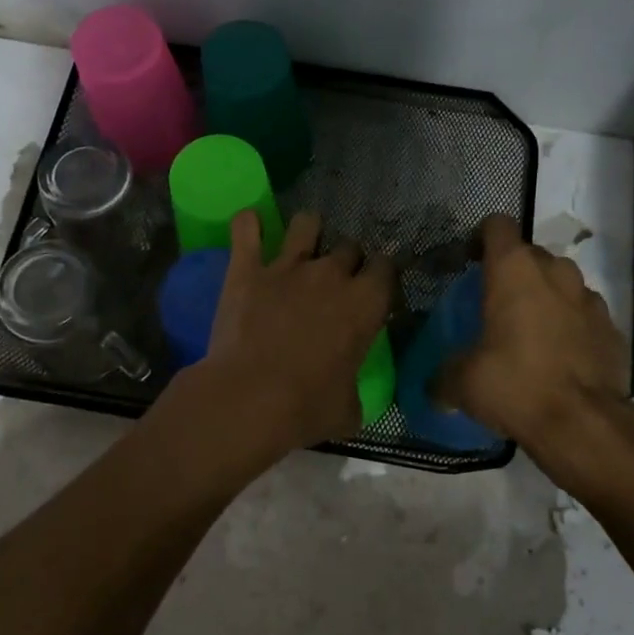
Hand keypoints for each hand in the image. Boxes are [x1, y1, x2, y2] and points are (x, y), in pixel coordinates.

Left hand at [190, 209, 393, 458]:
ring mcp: (287, 266)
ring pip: (307, 224)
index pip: (387, 268)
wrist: (249, 399)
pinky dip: (248, 224)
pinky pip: (246, 228)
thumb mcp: (348, 410)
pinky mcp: (247, 269)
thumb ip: (354, 393)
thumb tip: (350, 400)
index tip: (375, 288)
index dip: (381, 276)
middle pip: (350, 246)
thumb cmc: (307, 408)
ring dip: (308, 231)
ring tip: (301, 244)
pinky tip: (250, 225)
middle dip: (347, 259)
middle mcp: (332, 274)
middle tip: (335, 280)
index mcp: (365, 303)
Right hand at [439, 214, 631, 454]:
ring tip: (531, 330)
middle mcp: (555, 272)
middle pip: (531, 254)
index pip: (497, 225)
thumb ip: (443, 375)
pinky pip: (585, 314)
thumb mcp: (463, 382)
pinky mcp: (613, 328)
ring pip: (562, 282)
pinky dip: (572, 325)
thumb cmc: (516, 385)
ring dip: (546, 296)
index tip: (470, 262)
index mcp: (514, 270)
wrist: (585, 424)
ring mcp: (590, 298)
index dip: (481, 238)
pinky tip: (561, 356)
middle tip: (496, 304)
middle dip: (514, 272)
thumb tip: (433, 387)